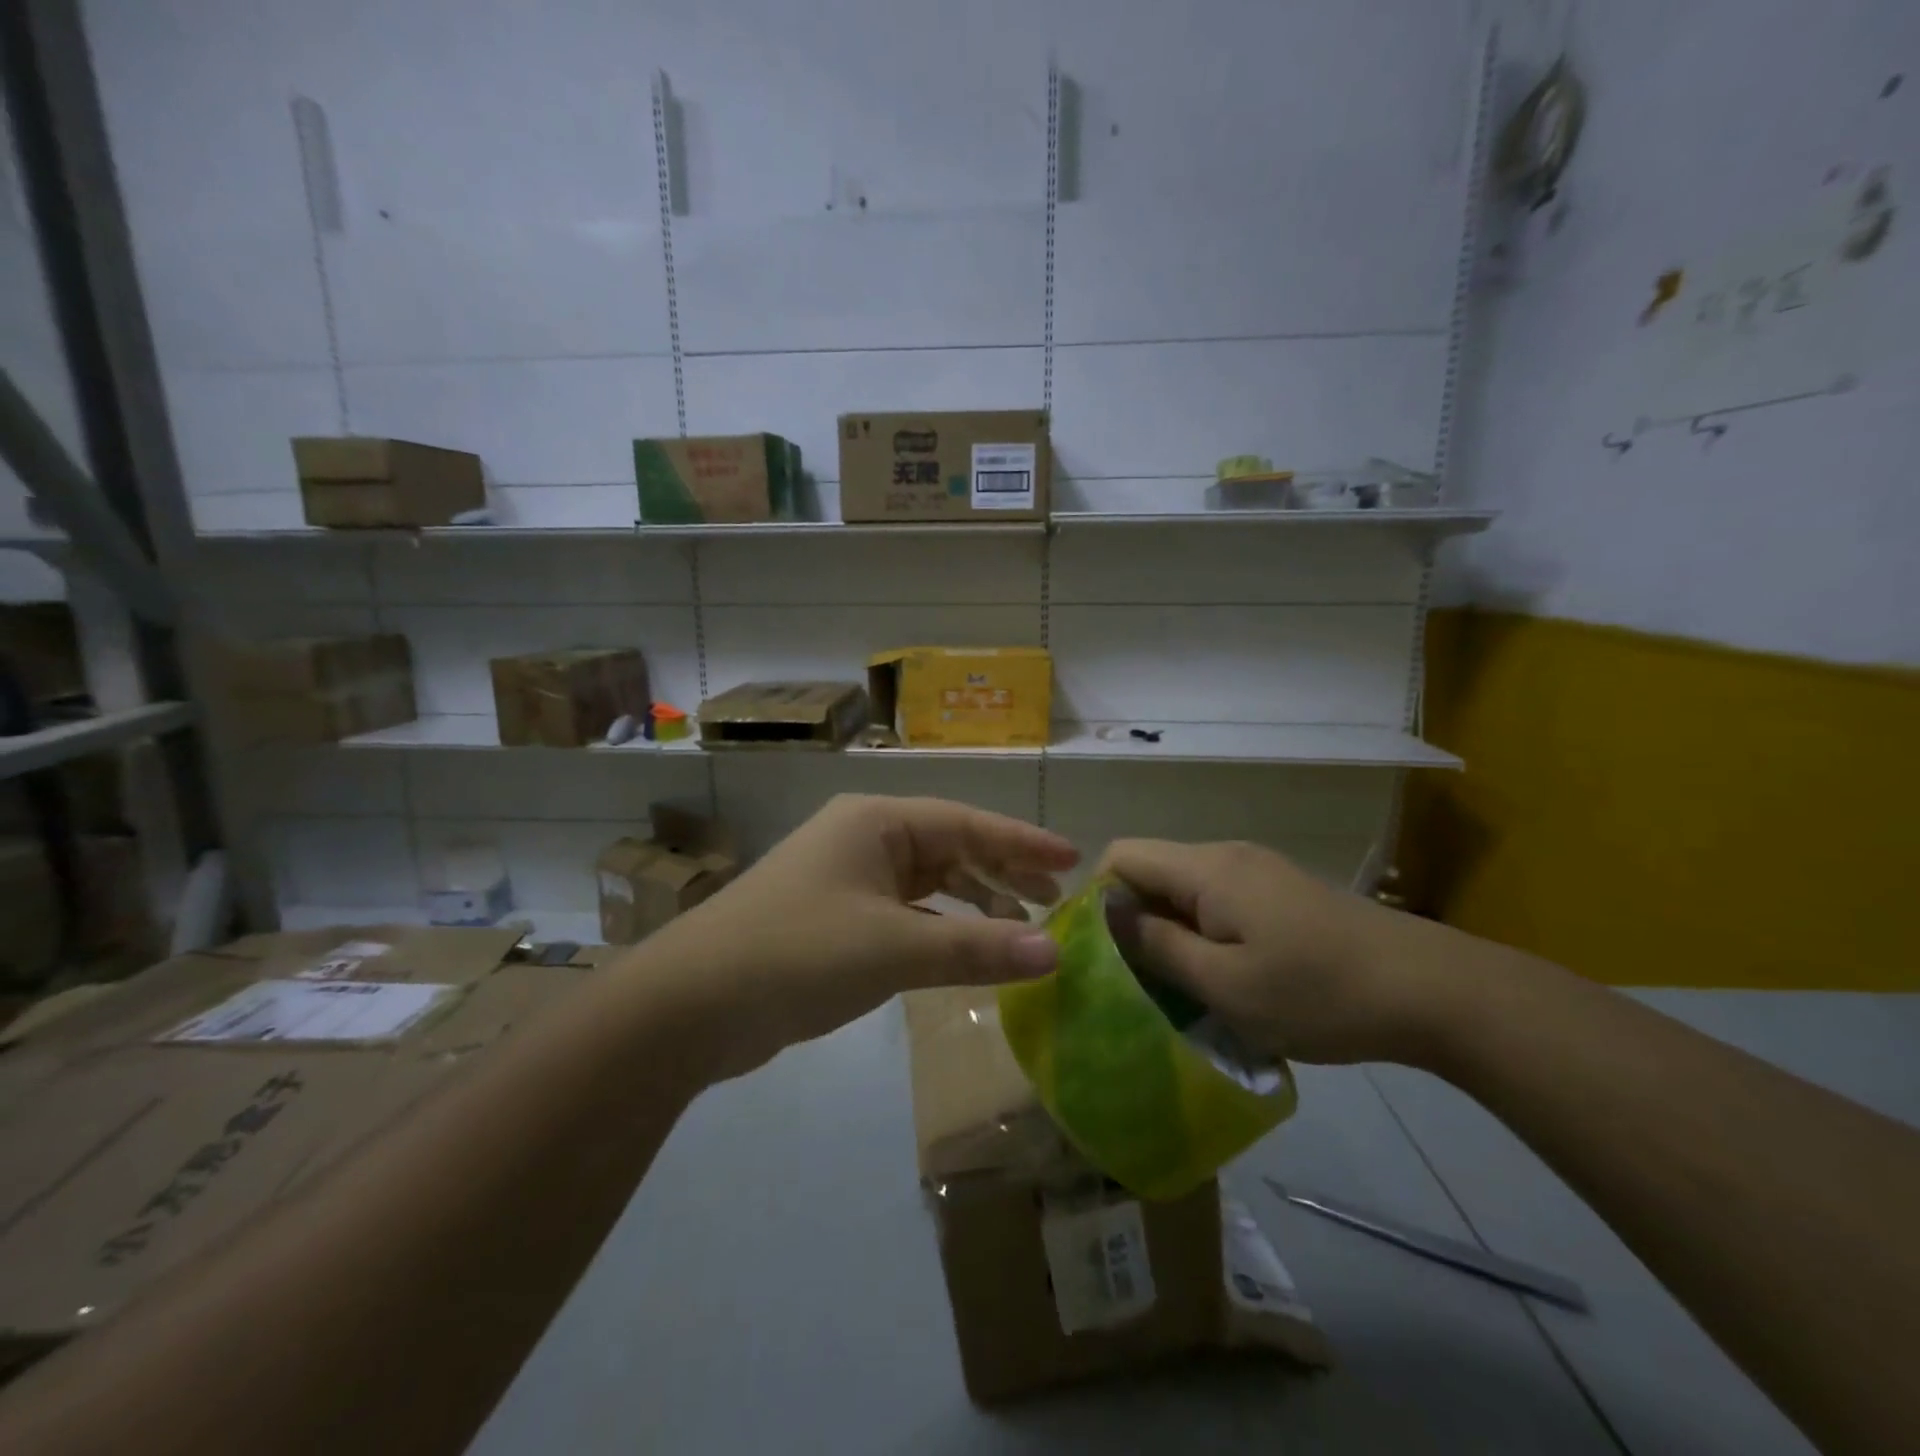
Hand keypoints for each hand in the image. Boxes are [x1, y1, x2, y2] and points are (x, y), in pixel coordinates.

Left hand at [653, 795, 1077, 1080]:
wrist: (691, 1004)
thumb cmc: (797, 953)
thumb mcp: (893, 949)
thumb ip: (976, 950)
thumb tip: (1055, 955)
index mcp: (877, 822)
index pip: (966, 823)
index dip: (1022, 842)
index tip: (1072, 860)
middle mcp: (864, 839)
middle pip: (950, 848)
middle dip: (1003, 871)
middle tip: (1055, 899)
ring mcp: (848, 879)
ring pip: (929, 883)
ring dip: (975, 903)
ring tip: (1023, 927)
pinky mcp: (837, 919)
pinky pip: (906, 914)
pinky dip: (941, 929)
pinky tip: (968, 951)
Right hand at [1098, 838, 1442, 1065]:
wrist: (1432, 990)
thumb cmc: (1318, 993)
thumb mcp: (1224, 985)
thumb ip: (1156, 945)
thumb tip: (1106, 914)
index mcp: (1206, 869)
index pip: (1120, 856)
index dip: (1098, 898)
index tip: (1103, 953)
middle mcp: (1226, 855)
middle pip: (1151, 870)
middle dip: (1134, 920)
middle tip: (1141, 981)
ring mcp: (1258, 870)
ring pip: (1185, 889)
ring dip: (1171, 931)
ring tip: (1183, 986)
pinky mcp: (1281, 890)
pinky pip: (1218, 900)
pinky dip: (1204, 932)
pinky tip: (1228, 976)